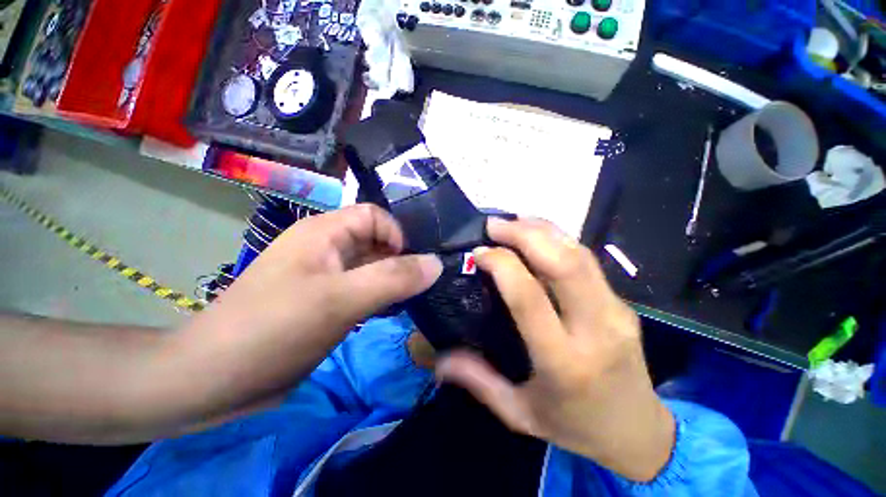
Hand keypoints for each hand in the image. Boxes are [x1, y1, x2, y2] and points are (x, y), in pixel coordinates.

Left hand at [158, 205, 442, 426]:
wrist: (216, 380)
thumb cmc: (275, 329)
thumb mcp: (341, 300)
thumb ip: (393, 278)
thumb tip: (436, 263)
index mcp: (324, 233)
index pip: (374, 216)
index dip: (396, 235)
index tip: (409, 266)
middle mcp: (326, 248)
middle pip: (375, 241)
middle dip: (399, 260)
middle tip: (420, 285)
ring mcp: (325, 276)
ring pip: (370, 267)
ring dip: (391, 279)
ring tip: (410, 299)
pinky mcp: (325, 301)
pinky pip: (362, 289)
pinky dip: (379, 296)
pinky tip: (389, 312)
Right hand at [436, 218, 673, 481]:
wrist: (639, 433)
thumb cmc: (575, 427)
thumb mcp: (520, 414)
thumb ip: (479, 382)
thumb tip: (440, 360)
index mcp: (563, 361)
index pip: (529, 297)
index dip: (502, 266)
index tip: (479, 252)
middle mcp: (594, 329)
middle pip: (563, 264)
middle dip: (525, 234)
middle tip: (494, 225)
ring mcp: (616, 312)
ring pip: (580, 255)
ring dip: (544, 230)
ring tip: (513, 220)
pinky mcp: (622, 304)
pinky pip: (588, 262)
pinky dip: (560, 239)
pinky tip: (538, 234)